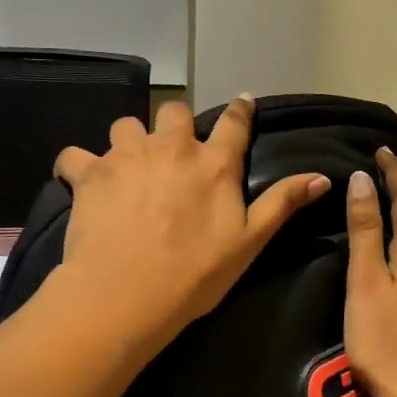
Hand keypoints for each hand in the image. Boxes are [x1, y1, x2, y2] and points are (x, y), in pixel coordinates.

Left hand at [52, 96, 329, 352]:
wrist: (127, 294)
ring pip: (126, 125)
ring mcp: (127, 156)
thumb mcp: (249, 243)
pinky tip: (80, 181)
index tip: (243, 102)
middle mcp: (171, 148)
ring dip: (129, 141)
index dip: (241, 110)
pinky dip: (77, 165)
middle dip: (175, 124)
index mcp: (213, 164)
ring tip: (128, 166)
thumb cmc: (195, 274)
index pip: (235, 123)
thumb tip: (322, 177)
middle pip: (175, 112)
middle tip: (173, 151)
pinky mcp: (89, 173)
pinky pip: (74, 155)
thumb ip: (282, 203)